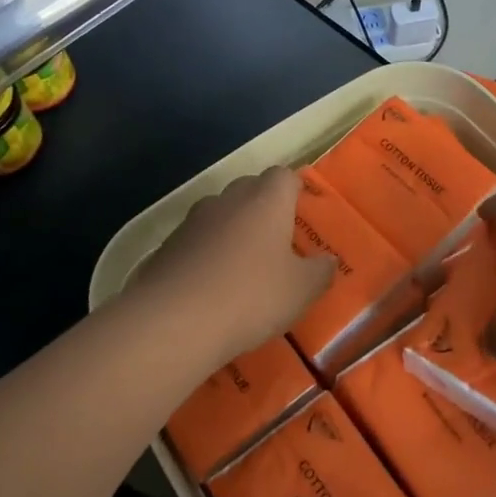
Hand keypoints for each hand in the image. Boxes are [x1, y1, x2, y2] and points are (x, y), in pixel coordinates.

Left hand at [132, 167, 335, 365]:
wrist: (173, 320)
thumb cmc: (250, 296)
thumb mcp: (300, 291)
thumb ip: (320, 272)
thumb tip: (328, 260)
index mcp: (266, 201)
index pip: (282, 176)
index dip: (293, 189)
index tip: (300, 209)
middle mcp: (228, 200)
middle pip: (249, 189)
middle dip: (262, 207)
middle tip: (276, 240)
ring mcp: (193, 221)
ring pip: (219, 213)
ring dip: (231, 230)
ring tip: (242, 265)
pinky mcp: (167, 246)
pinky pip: (195, 240)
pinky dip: (205, 253)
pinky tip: (210, 285)